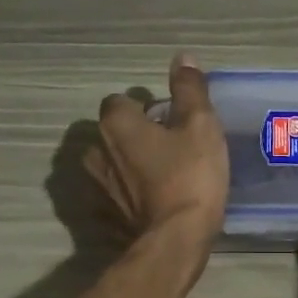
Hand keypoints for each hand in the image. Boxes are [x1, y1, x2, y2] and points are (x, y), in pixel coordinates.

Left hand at [86, 54, 228, 253]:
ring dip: (130, 165)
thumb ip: (190, 89)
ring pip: (112, 164)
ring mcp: (97, 187)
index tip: (170, 119)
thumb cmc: (190, 175)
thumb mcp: (200, 125)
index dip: (144, 107)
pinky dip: (129, 194)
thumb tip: (183, 58)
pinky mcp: (103, 216)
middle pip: (113, 133)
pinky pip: (115, 195)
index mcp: (116, 124)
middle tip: (171, 146)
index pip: (119, 102)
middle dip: (136, 135)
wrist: (175, 240)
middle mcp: (96, 152)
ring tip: (163, 175)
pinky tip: (154, 202)